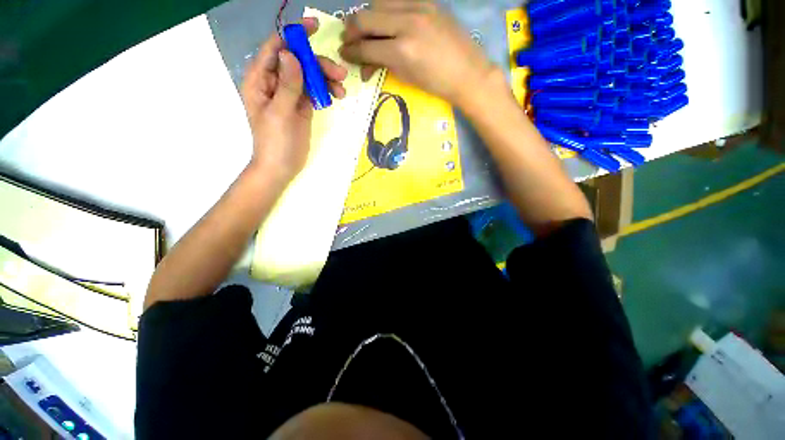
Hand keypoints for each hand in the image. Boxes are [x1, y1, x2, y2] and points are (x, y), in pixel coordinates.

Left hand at [241, 17, 347, 183]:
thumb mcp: (280, 113)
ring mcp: (289, 94)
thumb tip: (291, 54)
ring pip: (309, 76)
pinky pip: (314, 91)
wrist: (281, 167)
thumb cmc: (275, 143)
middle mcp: (274, 82)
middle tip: (340, 74)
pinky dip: (325, 91)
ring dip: (326, 79)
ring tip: (342, 91)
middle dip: (319, 65)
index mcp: (260, 79)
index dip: (294, 36)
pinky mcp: (301, 106)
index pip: (276, 48)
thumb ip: (287, 85)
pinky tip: (335, 96)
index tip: (315, 29)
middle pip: (298, 62)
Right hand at [340, 0, 496, 108]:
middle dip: (351, 31)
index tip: (344, 54)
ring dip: (366, 16)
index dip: (351, 52)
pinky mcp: (427, 2)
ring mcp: (418, 8)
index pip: (366, 47)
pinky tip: (384, 21)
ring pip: (378, 3)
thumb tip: (364, 62)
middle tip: (348, 41)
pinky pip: (397, 0)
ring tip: (363, 30)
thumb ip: (383, 64)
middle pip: (366, 17)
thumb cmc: (437, 84)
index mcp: (402, 51)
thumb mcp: (406, 78)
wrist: (468, 72)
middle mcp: (407, 23)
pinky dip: (385, 10)